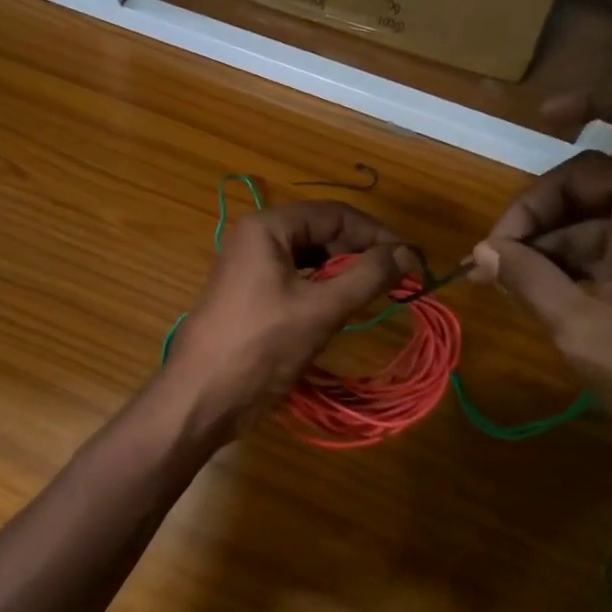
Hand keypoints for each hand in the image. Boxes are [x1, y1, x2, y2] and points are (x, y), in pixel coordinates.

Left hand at [162, 201, 418, 441]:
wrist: (200, 398)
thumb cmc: (261, 347)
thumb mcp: (320, 309)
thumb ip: (367, 276)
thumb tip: (409, 254)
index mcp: (268, 227)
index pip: (336, 214)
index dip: (378, 234)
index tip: (412, 259)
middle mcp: (258, 236)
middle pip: (323, 231)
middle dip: (362, 251)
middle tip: (399, 278)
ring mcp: (251, 265)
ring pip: (311, 255)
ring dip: (346, 269)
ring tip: (379, 291)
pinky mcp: (252, 292)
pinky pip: (297, 277)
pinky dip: (325, 286)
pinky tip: (346, 303)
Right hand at [473, 83, 611, 539]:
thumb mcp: (579, 328)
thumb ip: (526, 279)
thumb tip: (481, 253)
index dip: (597, 98)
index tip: (543, 118)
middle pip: (596, 174)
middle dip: (538, 207)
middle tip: (494, 255)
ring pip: (599, 213)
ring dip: (549, 238)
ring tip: (504, 279)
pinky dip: (574, 258)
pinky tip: (538, 291)